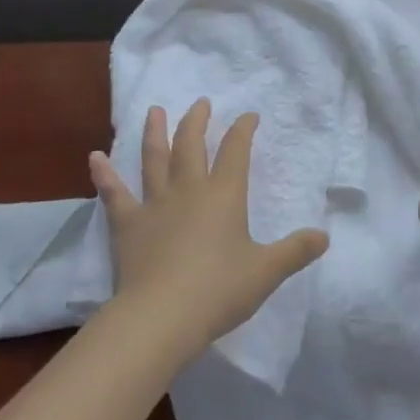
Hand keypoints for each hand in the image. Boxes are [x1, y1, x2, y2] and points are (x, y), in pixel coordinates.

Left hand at [89, 99, 328, 358]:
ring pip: (154, 159)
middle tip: (201, 103)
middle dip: (198, 121)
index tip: (249, 116)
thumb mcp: (265, 272)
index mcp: (224, 195)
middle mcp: (189, 189)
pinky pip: (114, 194)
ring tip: (154, 110)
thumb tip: (325, 236)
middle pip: (191, 145)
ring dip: (155, 132)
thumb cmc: (218, 291)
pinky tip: (94, 158)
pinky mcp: (127, 224)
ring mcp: (155, 203)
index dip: (243, 130)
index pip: (236, 151)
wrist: (162, 316)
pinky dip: (104, 175)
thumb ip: (295, 251)